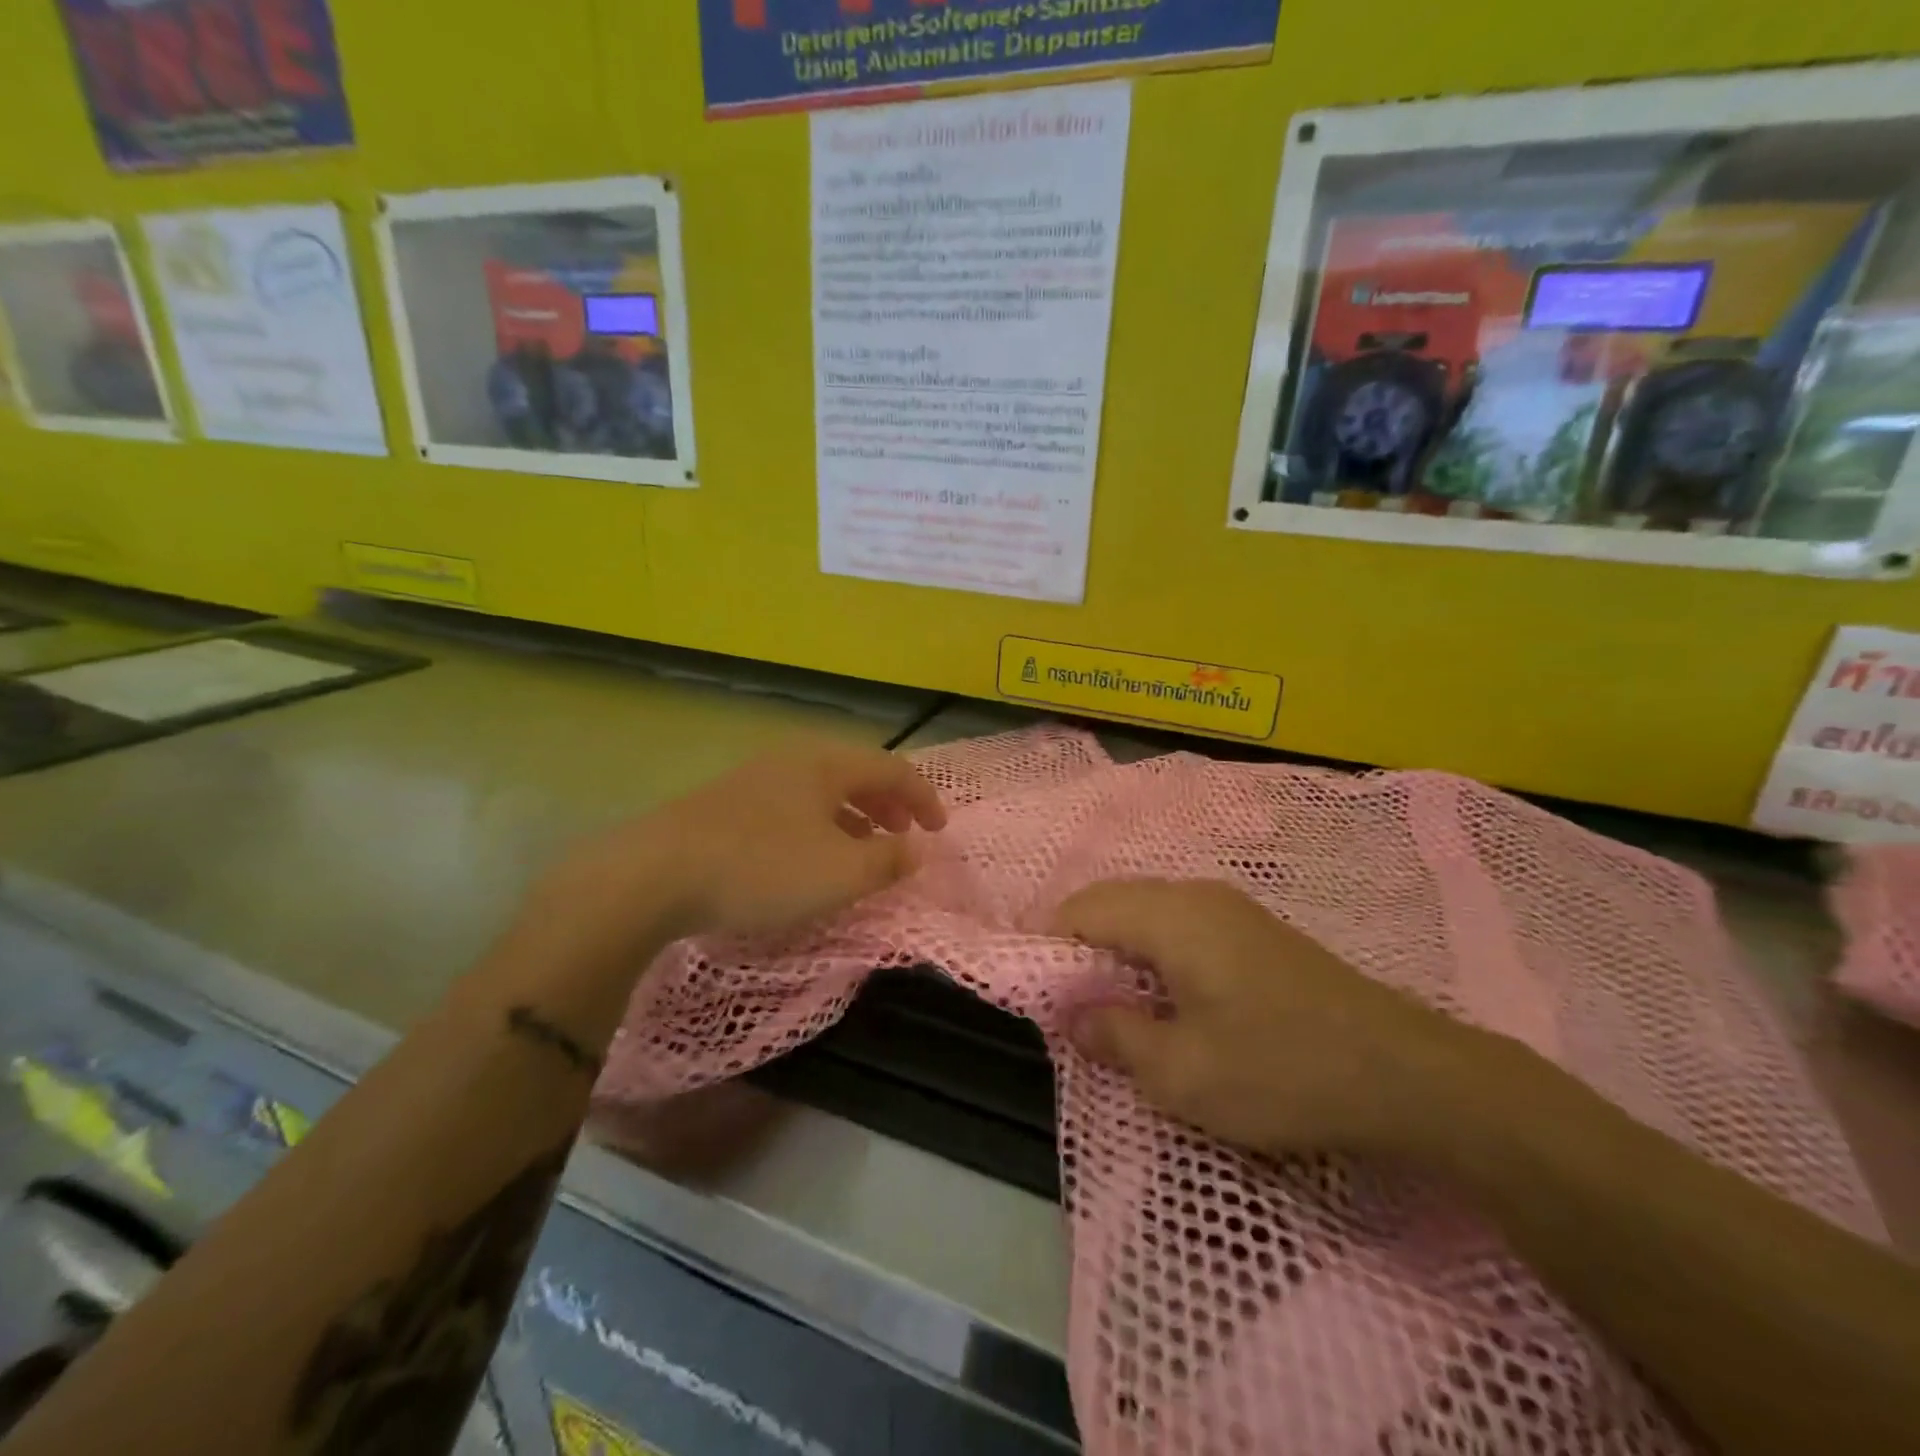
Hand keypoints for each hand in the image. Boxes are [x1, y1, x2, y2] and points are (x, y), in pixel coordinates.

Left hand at [535, 741, 947, 958]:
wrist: (654, 874)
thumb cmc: (762, 868)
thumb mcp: (840, 873)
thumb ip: (888, 861)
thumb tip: (916, 851)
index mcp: (826, 763)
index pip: (892, 768)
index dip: (923, 797)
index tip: (940, 830)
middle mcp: (793, 759)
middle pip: (856, 773)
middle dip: (888, 803)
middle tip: (904, 834)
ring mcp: (754, 778)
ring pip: (821, 790)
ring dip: (853, 816)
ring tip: (862, 848)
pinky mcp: (725, 804)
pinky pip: (791, 806)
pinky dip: (818, 825)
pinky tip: (808, 856)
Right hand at [1054, 878, 1481, 1158]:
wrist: (1408, 1075)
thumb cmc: (1280, 1070)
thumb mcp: (1182, 1072)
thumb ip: (1114, 1036)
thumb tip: (1073, 1014)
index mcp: (1170, 915)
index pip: (1082, 909)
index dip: (1048, 945)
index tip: (1035, 993)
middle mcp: (1195, 895)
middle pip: (1113, 902)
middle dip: (1080, 947)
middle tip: (1070, 1005)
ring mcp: (1231, 909)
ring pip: (1148, 913)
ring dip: (1118, 951)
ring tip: (1113, 1006)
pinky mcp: (1256, 932)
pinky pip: (1181, 927)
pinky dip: (1153, 954)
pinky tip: (1167, 999)